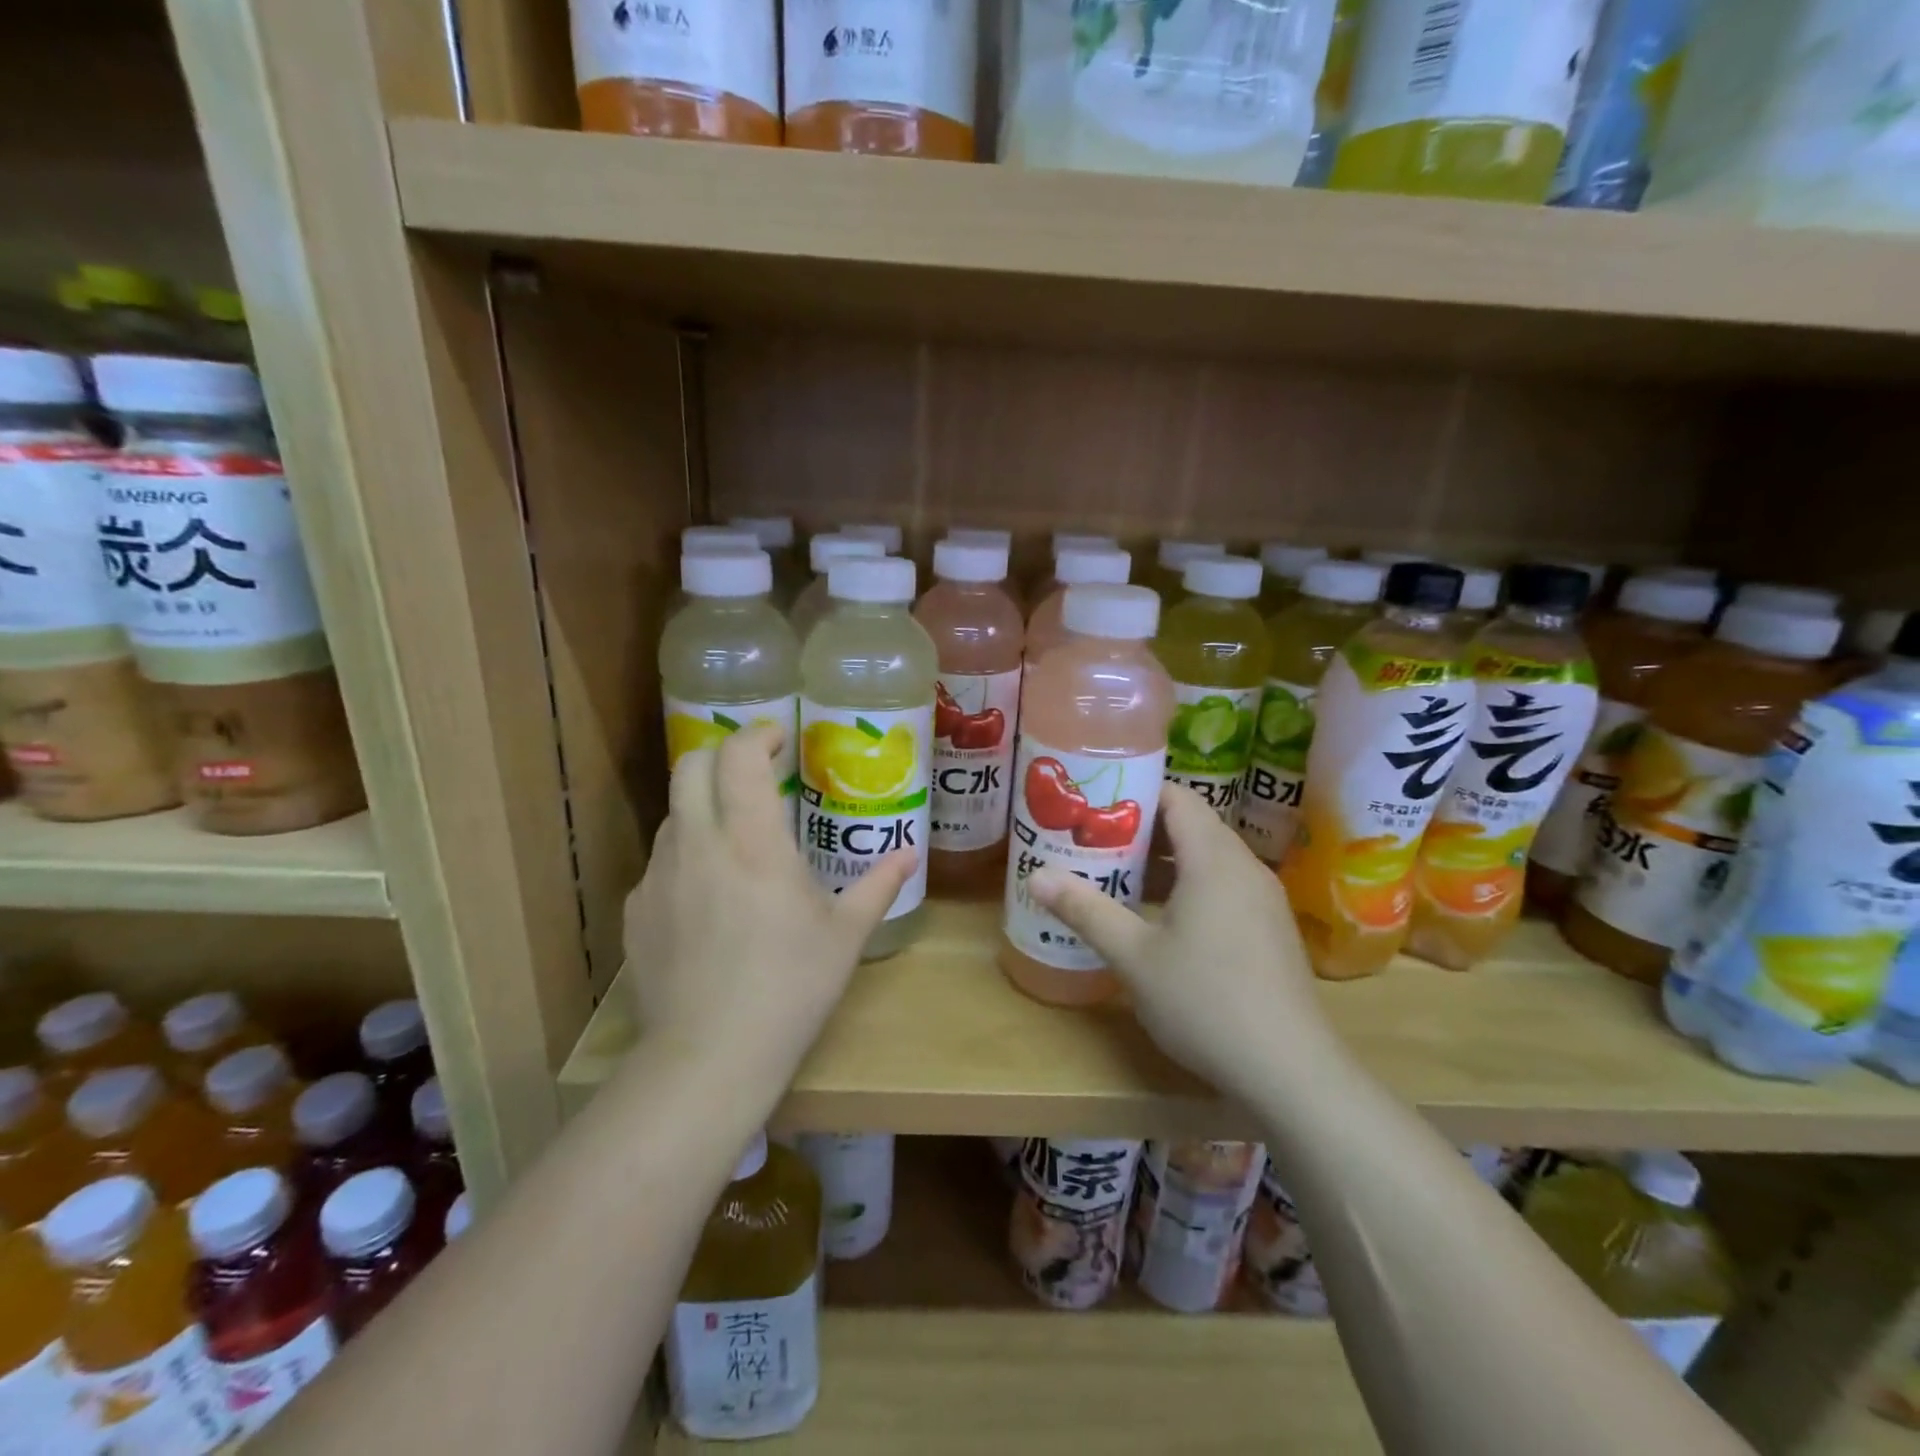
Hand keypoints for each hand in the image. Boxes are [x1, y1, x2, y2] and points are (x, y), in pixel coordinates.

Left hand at [622, 723, 914, 1091]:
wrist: (709, 1057)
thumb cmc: (790, 987)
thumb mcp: (845, 935)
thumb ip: (879, 885)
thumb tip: (909, 854)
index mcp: (753, 841)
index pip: (740, 756)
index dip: (759, 734)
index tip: (780, 739)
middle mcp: (698, 844)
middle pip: (691, 765)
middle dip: (723, 755)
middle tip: (755, 773)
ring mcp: (659, 876)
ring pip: (673, 813)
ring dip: (704, 806)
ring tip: (736, 839)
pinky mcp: (637, 910)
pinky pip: (661, 862)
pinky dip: (687, 857)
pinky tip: (709, 898)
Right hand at [1028, 784, 1333, 1103]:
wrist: (1290, 1071)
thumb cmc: (1204, 1001)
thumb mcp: (1133, 956)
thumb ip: (1085, 909)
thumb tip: (1035, 875)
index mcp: (1213, 859)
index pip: (1177, 798)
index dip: (1135, 792)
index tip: (1094, 803)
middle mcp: (1244, 868)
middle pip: (1192, 825)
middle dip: (1141, 829)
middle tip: (1093, 840)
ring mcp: (1262, 900)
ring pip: (1207, 859)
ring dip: (1163, 861)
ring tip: (1116, 876)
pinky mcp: (1269, 929)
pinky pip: (1223, 886)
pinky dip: (1188, 886)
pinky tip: (1158, 919)